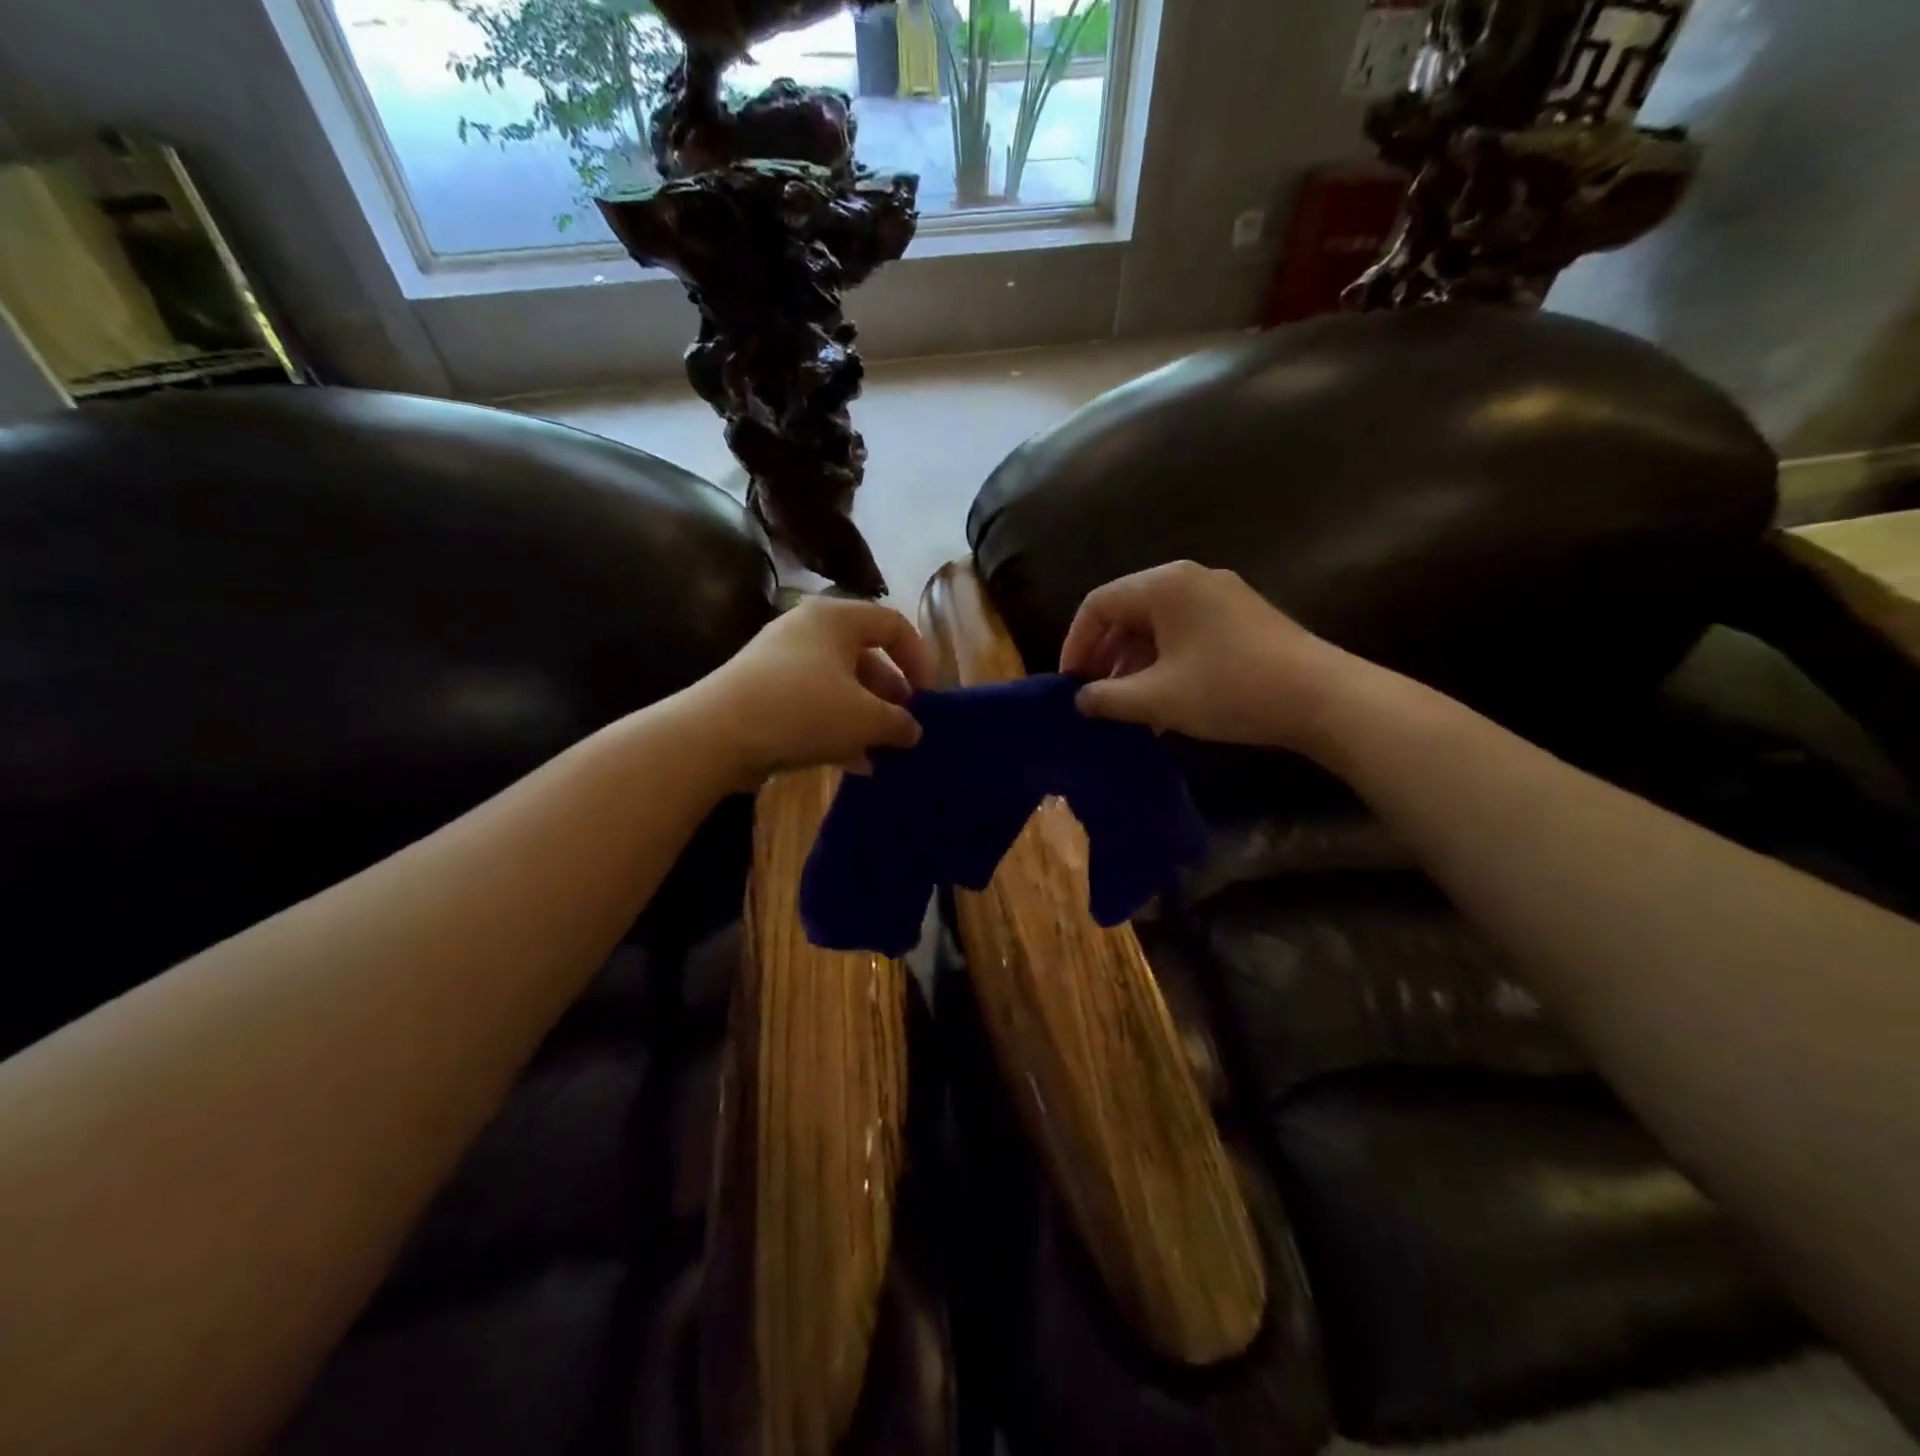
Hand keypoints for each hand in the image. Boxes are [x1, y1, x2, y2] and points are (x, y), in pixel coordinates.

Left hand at [693, 597, 934, 785]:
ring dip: (866, 717)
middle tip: (905, 726)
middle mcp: (807, 630)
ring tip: (883, 750)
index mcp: (836, 618)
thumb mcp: (865, 718)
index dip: (919, 659)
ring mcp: (781, 662)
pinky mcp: (763, 692)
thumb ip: (899, 722)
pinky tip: (853, 764)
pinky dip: (837, 728)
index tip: (928, 697)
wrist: (715, 735)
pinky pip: (813, 704)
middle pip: (865, 656)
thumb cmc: (803, 711)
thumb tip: (912, 729)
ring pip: (839, 685)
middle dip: (891, 694)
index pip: (893, 624)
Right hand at [1059, 562, 1353, 751]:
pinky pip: (1185, 633)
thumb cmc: (1230, 690)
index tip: (1070, 685)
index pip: (1098, 604)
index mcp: (1164, 585)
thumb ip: (1108, 698)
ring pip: (1156, 625)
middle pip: (1127, 611)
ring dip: (1135, 664)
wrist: (1323, 698)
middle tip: (1097, 697)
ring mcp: (1220, 596)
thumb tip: (1080, 700)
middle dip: (1106, 656)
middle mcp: (1190, 579)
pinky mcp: (1241, 617)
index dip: (1076, 644)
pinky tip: (1165, 700)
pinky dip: (1164, 662)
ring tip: (1129, 707)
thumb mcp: (1158, 699)